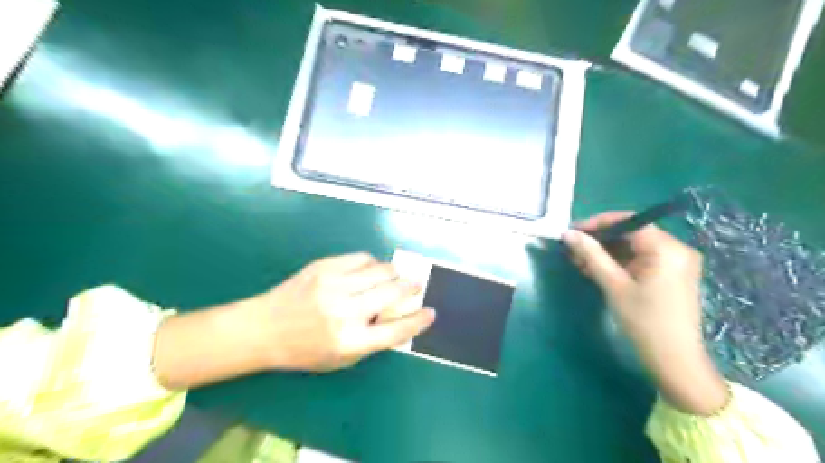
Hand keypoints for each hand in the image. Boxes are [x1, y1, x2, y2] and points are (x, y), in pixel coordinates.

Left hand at [155, 253, 438, 389]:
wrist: (263, 328)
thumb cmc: (304, 350)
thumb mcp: (341, 359)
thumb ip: (372, 341)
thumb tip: (400, 319)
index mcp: (350, 341)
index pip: (396, 330)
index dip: (419, 320)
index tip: (430, 312)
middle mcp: (345, 311)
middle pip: (393, 292)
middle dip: (411, 287)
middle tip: (416, 285)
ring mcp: (334, 285)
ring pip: (380, 270)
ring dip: (394, 273)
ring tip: (394, 276)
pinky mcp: (324, 266)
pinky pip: (361, 258)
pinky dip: (372, 263)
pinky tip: (371, 269)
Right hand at [562, 211, 726, 413]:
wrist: (674, 361)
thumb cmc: (644, 321)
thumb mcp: (614, 285)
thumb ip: (591, 255)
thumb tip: (568, 234)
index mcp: (667, 249)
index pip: (628, 222)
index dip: (598, 223)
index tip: (573, 231)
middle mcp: (675, 250)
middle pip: (630, 234)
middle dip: (599, 241)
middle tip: (572, 250)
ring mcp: (674, 263)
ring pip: (632, 248)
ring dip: (605, 253)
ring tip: (578, 261)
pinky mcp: (669, 275)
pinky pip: (639, 260)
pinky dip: (617, 264)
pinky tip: (594, 270)